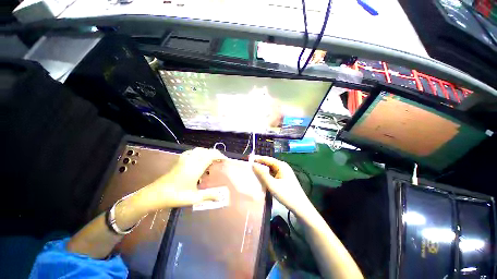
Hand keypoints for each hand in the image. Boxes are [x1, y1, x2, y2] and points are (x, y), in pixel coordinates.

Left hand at [138, 148, 226, 211]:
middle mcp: (191, 160)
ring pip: (198, 150)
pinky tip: (198, 158)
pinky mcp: (179, 161)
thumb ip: (209, 196)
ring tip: (211, 159)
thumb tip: (221, 197)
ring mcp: (184, 160)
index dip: (220, 156)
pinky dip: (198, 153)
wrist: (155, 194)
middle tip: (220, 160)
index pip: (211, 155)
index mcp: (196, 167)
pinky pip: (191, 152)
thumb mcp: (194, 198)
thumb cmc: (176, 196)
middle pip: (206, 151)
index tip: (226, 160)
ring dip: (207, 152)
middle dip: (215, 154)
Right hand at [251, 155, 313, 217]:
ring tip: (253, 172)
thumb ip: (262, 174)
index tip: (248, 158)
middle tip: (249, 166)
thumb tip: (253, 165)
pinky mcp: (284, 179)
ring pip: (270, 170)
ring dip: (263, 171)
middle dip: (260, 165)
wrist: (300, 207)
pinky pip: (273, 175)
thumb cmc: (286, 194)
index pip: (267, 159)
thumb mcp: (272, 184)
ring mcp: (284, 173)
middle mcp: (283, 167)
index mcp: (281, 165)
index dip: (258, 158)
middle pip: (269, 164)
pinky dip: (267, 176)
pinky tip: (262, 179)